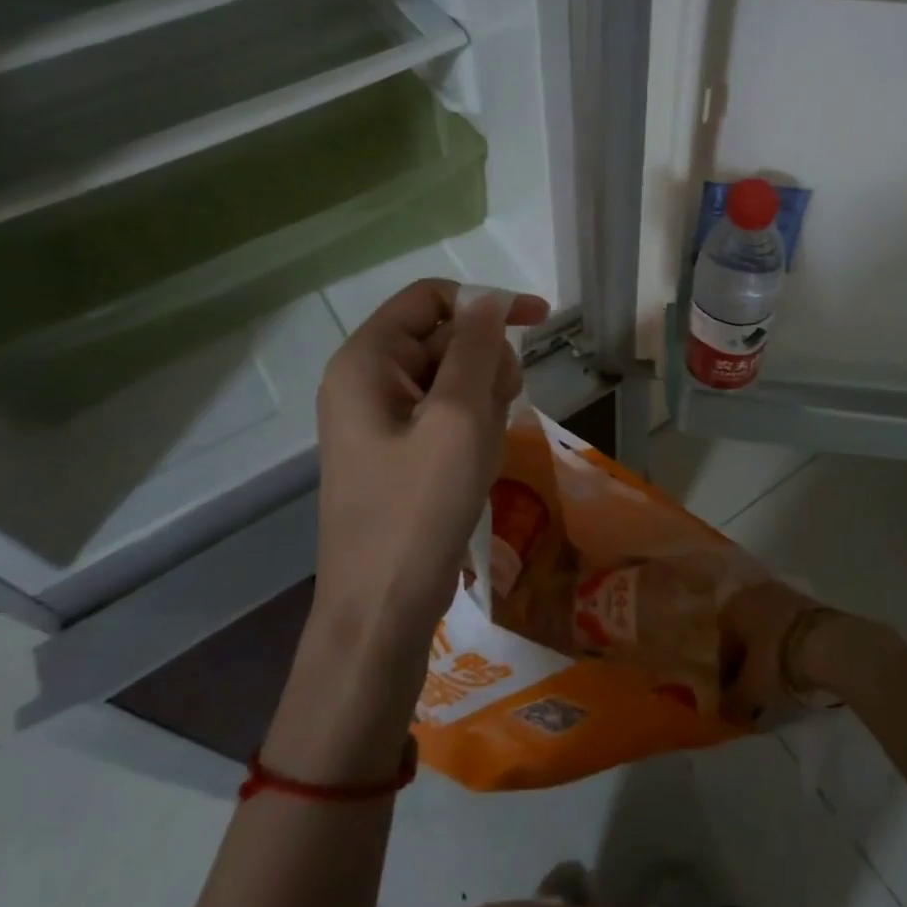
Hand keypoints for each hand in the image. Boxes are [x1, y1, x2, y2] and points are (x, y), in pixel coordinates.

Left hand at [312, 278, 548, 647]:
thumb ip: (476, 346)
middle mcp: (366, 379)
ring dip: (483, 399)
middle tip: (498, 410)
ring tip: (483, 447)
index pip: (431, 298)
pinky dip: (471, 425)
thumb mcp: (459, 417)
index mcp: (366, 360)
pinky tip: (477, 461)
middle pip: (444, 337)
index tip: (540, 321)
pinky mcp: (396, 448)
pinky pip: (444, 412)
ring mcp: (379, 417)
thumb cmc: (419, 509)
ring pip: (452, 376)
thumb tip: (488, 296)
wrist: (382, 610)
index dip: (486, 302)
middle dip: (484, 364)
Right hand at [719, 580, 840, 721]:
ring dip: (768, 649)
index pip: (722, 645)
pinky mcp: (806, 599)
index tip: (735, 696)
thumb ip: (732, 702)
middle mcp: (751, 593)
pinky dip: (787, 643)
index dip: (726, 674)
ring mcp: (781, 593)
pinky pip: (788, 625)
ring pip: (766, 626)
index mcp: (731, 607)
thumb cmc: (777, 661)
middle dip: (748, 658)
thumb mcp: (751, 691)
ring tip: (778, 677)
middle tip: (755, 686)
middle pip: (744, 632)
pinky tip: (795, 663)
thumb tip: (723, 710)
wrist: (827, 643)